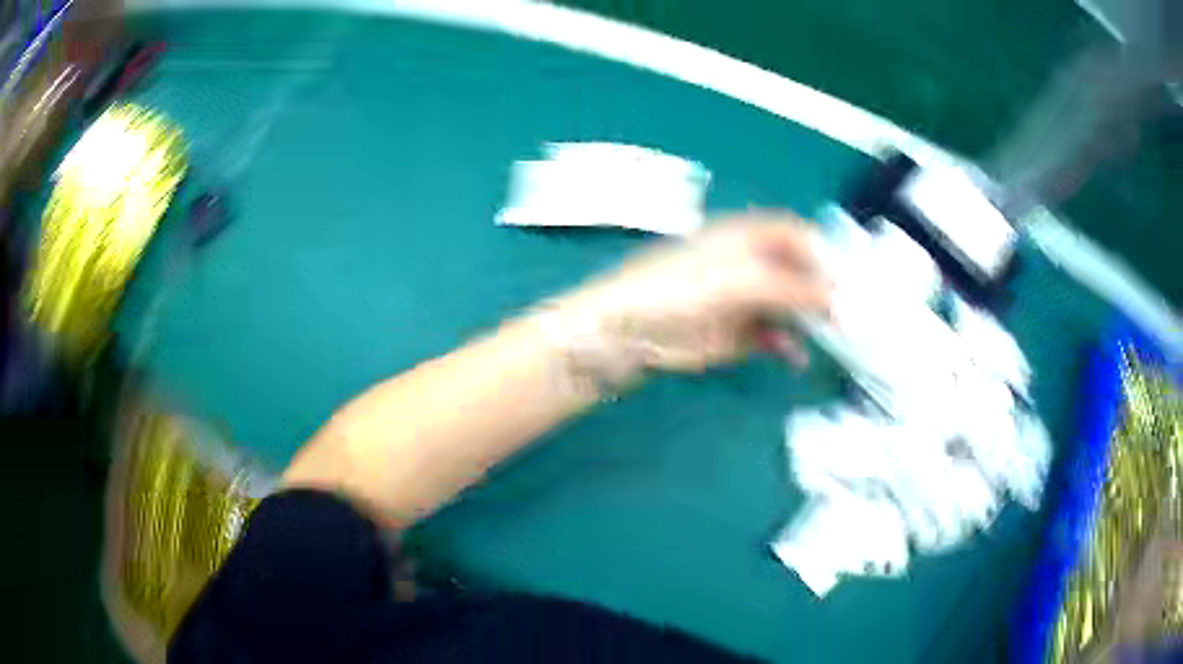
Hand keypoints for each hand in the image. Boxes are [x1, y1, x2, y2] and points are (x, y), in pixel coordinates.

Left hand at [549, 212, 831, 377]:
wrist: (629, 332)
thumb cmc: (680, 290)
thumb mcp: (741, 280)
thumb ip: (792, 287)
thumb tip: (837, 298)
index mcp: (748, 236)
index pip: (798, 235)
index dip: (824, 252)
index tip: (849, 279)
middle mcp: (752, 264)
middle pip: (800, 272)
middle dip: (825, 291)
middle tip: (851, 314)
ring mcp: (746, 300)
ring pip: (792, 306)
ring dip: (812, 321)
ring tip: (835, 336)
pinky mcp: (739, 335)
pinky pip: (775, 337)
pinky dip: (788, 346)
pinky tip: (796, 357)